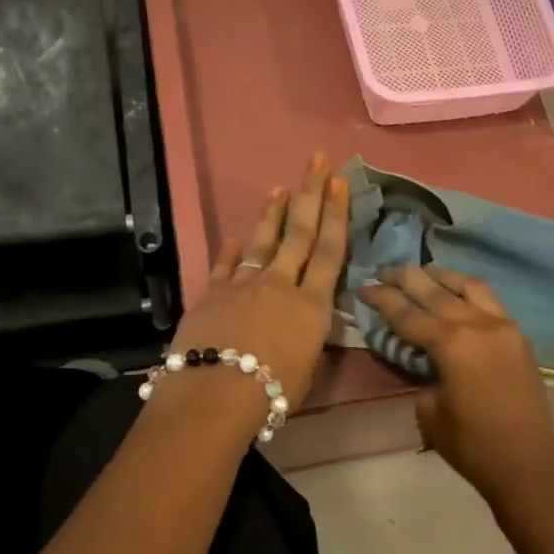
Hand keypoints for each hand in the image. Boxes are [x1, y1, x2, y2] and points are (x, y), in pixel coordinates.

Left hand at [169, 153, 349, 410]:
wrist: (217, 393)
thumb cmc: (273, 391)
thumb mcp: (307, 367)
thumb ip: (308, 337)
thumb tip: (304, 323)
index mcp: (312, 305)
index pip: (330, 250)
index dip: (336, 214)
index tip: (338, 182)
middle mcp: (282, 285)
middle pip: (301, 233)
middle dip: (310, 194)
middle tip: (316, 161)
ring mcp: (246, 284)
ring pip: (264, 242)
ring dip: (274, 213)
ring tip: (280, 188)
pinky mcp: (215, 293)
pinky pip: (226, 266)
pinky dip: (231, 251)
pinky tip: (234, 238)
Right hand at [360, 267, 553, 508]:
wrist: (529, 466)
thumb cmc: (473, 446)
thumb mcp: (429, 412)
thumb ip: (422, 376)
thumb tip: (424, 360)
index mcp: (452, 343)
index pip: (407, 313)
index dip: (382, 298)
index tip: (363, 286)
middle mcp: (478, 324)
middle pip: (435, 290)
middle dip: (406, 277)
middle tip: (384, 270)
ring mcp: (503, 326)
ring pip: (469, 285)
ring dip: (442, 276)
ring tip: (423, 273)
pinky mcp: (519, 336)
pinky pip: (490, 300)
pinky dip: (468, 290)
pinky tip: (457, 293)